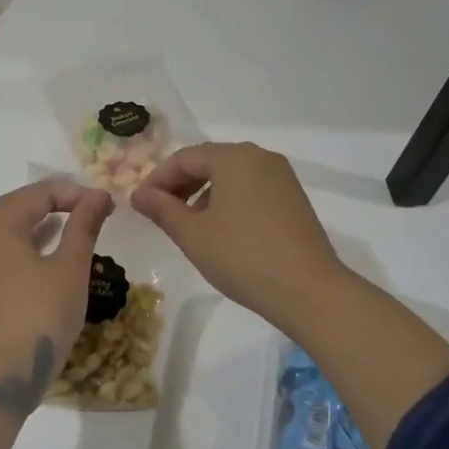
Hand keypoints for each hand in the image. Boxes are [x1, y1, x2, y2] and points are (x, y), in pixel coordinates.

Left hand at [0, 178, 114, 415]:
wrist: (2, 377)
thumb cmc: (40, 316)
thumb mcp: (70, 269)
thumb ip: (83, 227)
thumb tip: (99, 196)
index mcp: (1, 229)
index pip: (36, 194)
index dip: (72, 192)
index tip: (103, 204)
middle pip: (17, 206)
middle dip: (53, 200)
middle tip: (86, 205)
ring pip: (10, 230)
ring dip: (41, 221)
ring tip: (74, 223)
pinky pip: (7, 252)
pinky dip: (30, 243)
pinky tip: (52, 255)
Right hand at [130, 143, 349, 334]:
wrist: (309, 291)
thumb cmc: (242, 257)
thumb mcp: (192, 234)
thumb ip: (162, 209)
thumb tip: (139, 195)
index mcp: (233, 157)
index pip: (183, 158)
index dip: (157, 179)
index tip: (140, 204)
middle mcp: (259, 157)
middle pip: (208, 161)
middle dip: (179, 185)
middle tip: (159, 213)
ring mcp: (281, 176)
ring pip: (230, 175)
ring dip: (203, 193)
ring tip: (188, 224)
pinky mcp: (293, 197)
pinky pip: (250, 187)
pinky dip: (228, 200)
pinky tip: (221, 229)